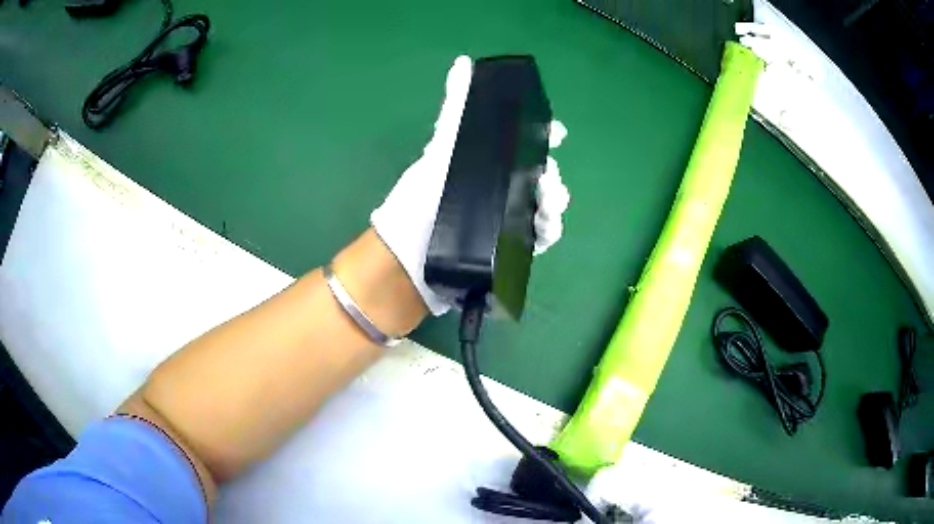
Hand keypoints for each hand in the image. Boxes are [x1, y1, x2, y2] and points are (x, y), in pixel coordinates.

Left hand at [371, 56, 569, 314]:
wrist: (407, 258)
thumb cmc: (419, 200)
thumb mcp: (438, 150)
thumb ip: (454, 109)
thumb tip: (463, 62)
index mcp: (486, 164)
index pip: (523, 144)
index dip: (544, 135)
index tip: (557, 132)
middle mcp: (499, 189)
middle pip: (540, 176)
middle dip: (552, 172)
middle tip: (547, 176)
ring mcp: (506, 219)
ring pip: (545, 205)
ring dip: (555, 200)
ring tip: (548, 200)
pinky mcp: (509, 249)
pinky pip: (540, 237)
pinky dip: (549, 230)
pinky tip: (545, 224)